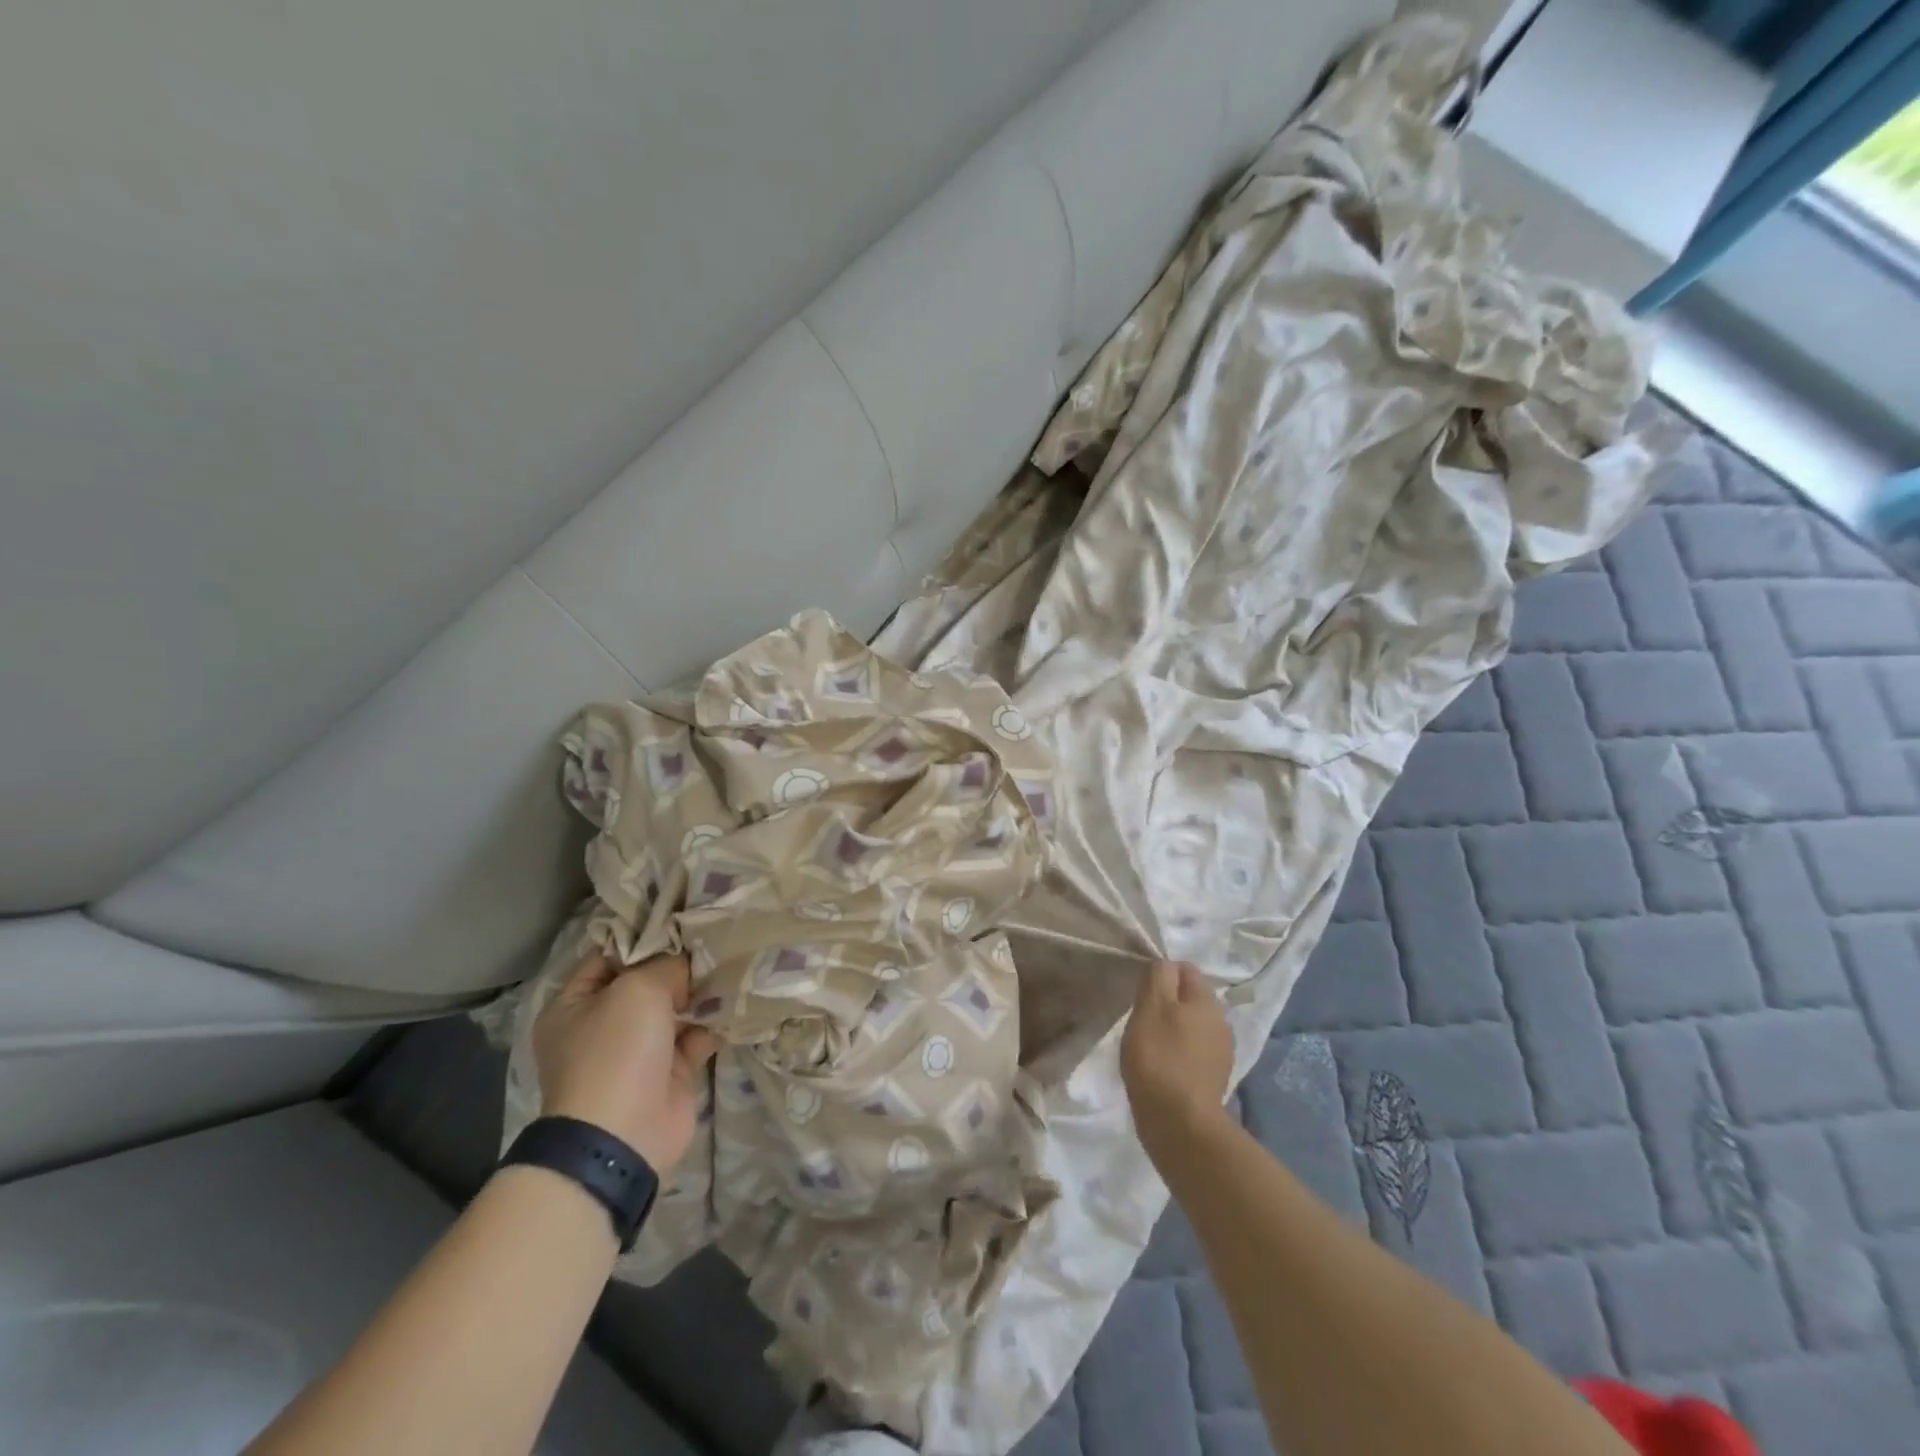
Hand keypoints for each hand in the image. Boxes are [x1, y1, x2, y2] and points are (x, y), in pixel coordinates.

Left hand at [533, 952, 721, 1175]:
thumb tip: (689, 961)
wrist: (624, 1135)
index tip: (681, 916)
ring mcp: (637, 1050)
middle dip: (679, 962)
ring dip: (701, 989)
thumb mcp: (637, 989)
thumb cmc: (616, 1051)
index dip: (643, 935)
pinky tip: (739, 994)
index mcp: (574, 1004)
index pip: (609, 955)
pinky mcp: (670, 1071)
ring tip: (733, 958)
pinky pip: (696, 1034)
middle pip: (646, 980)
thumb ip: (667, 964)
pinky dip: (715, 1019)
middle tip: (715, 934)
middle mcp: (603, 1025)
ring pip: (675, 1007)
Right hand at [1120, 960, 1234, 1156]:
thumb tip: (1166, 964)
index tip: (1141, 992)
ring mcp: (1221, 1052)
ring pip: (1193, 1026)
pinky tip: (1162, 1067)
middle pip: (1190, 998)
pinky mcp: (1214, 1078)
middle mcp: (1221, 1021)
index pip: (1185, 969)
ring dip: (1174, 1029)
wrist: (1180, 1123)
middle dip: (1168, 1002)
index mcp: (1206, 1000)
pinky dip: (1179, 1054)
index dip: (1161, 974)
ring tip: (1150, 1044)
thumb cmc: (1159, 1057)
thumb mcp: (1151, 1006)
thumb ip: (1159, 977)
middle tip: (1142, 1018)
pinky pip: (1193, 1052)